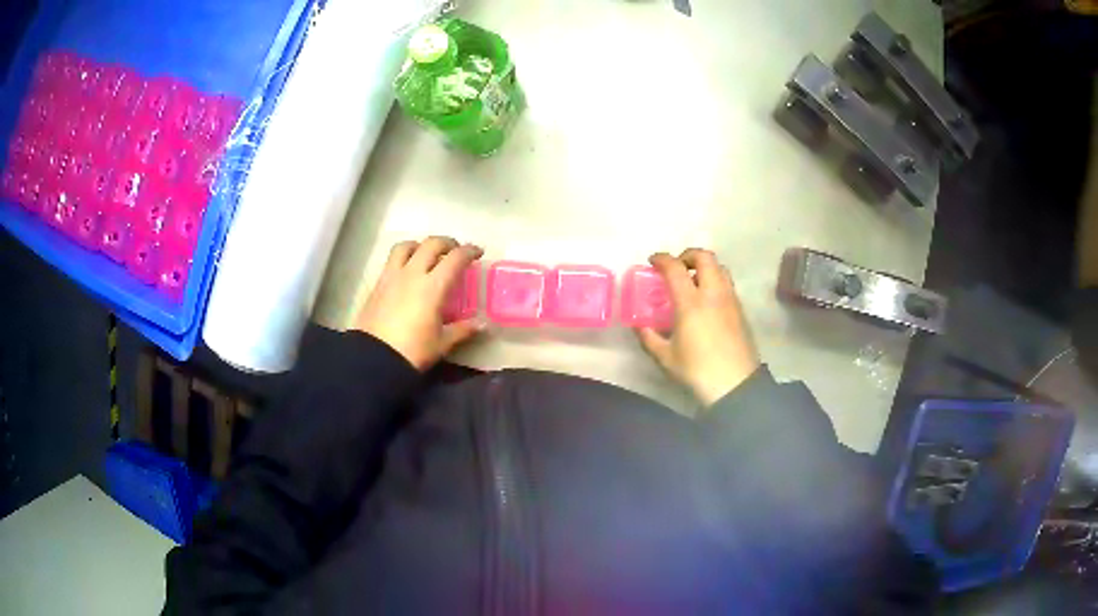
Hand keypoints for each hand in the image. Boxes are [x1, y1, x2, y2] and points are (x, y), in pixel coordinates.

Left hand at [354, 237, 482, 370]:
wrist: (374, 359)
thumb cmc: (413, 352)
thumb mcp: (442, 343)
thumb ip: (462, 330)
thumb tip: (481, 324)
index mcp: (433, 287)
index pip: (455, 258)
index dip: (469, 251)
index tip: (477, 252)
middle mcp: (413, 274)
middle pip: (431, 244)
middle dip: (447, 243)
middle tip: (455, 251)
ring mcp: (392, 277)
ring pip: (406, 246)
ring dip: (420, 245)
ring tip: (426, 255)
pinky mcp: (377, 284)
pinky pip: (391, 260)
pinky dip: (403, 258)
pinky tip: (407, 272)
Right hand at [635, 249, 760, 405]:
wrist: (735, 384)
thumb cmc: (697, 370)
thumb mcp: (665, 358)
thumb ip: (649, 338)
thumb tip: (639, 326)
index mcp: (691, 303)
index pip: (675, 268)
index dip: (662, 259)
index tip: (652, 261)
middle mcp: (713, 294)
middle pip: (705, 257)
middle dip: (688, 255)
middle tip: (676, 267)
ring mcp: (730, 300)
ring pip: (720, 268)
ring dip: (704, 266)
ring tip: (692, 281)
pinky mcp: (740, 310)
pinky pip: (727, 284)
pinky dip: (715, 281)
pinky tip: (706, 301)